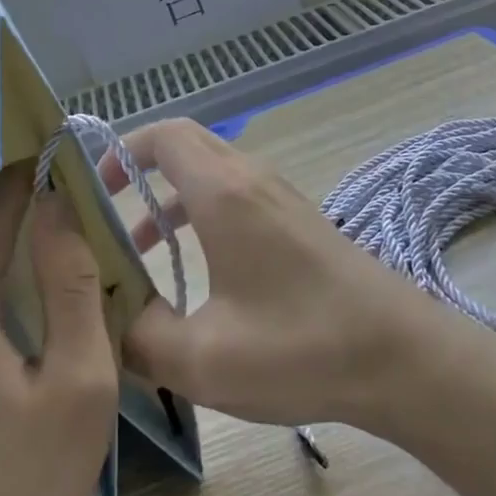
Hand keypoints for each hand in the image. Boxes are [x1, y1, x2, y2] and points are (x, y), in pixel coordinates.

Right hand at [102, 119, 431, 429]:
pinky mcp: (298, 221)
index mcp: (224, 192)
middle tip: (105, 210)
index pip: (164, 135)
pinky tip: (197, 270)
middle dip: (140, 168)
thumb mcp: (203, 359)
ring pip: (212, 172)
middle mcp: (251, 180)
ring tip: (139, 248)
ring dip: (171, 196)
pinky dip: (202, 212)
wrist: (402, 357)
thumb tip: (108, 322)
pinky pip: (236, 195)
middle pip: (187, 145)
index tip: (92, 187)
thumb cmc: (301, 346)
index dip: (121, 150)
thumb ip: (139, 340)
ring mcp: (280, 197)